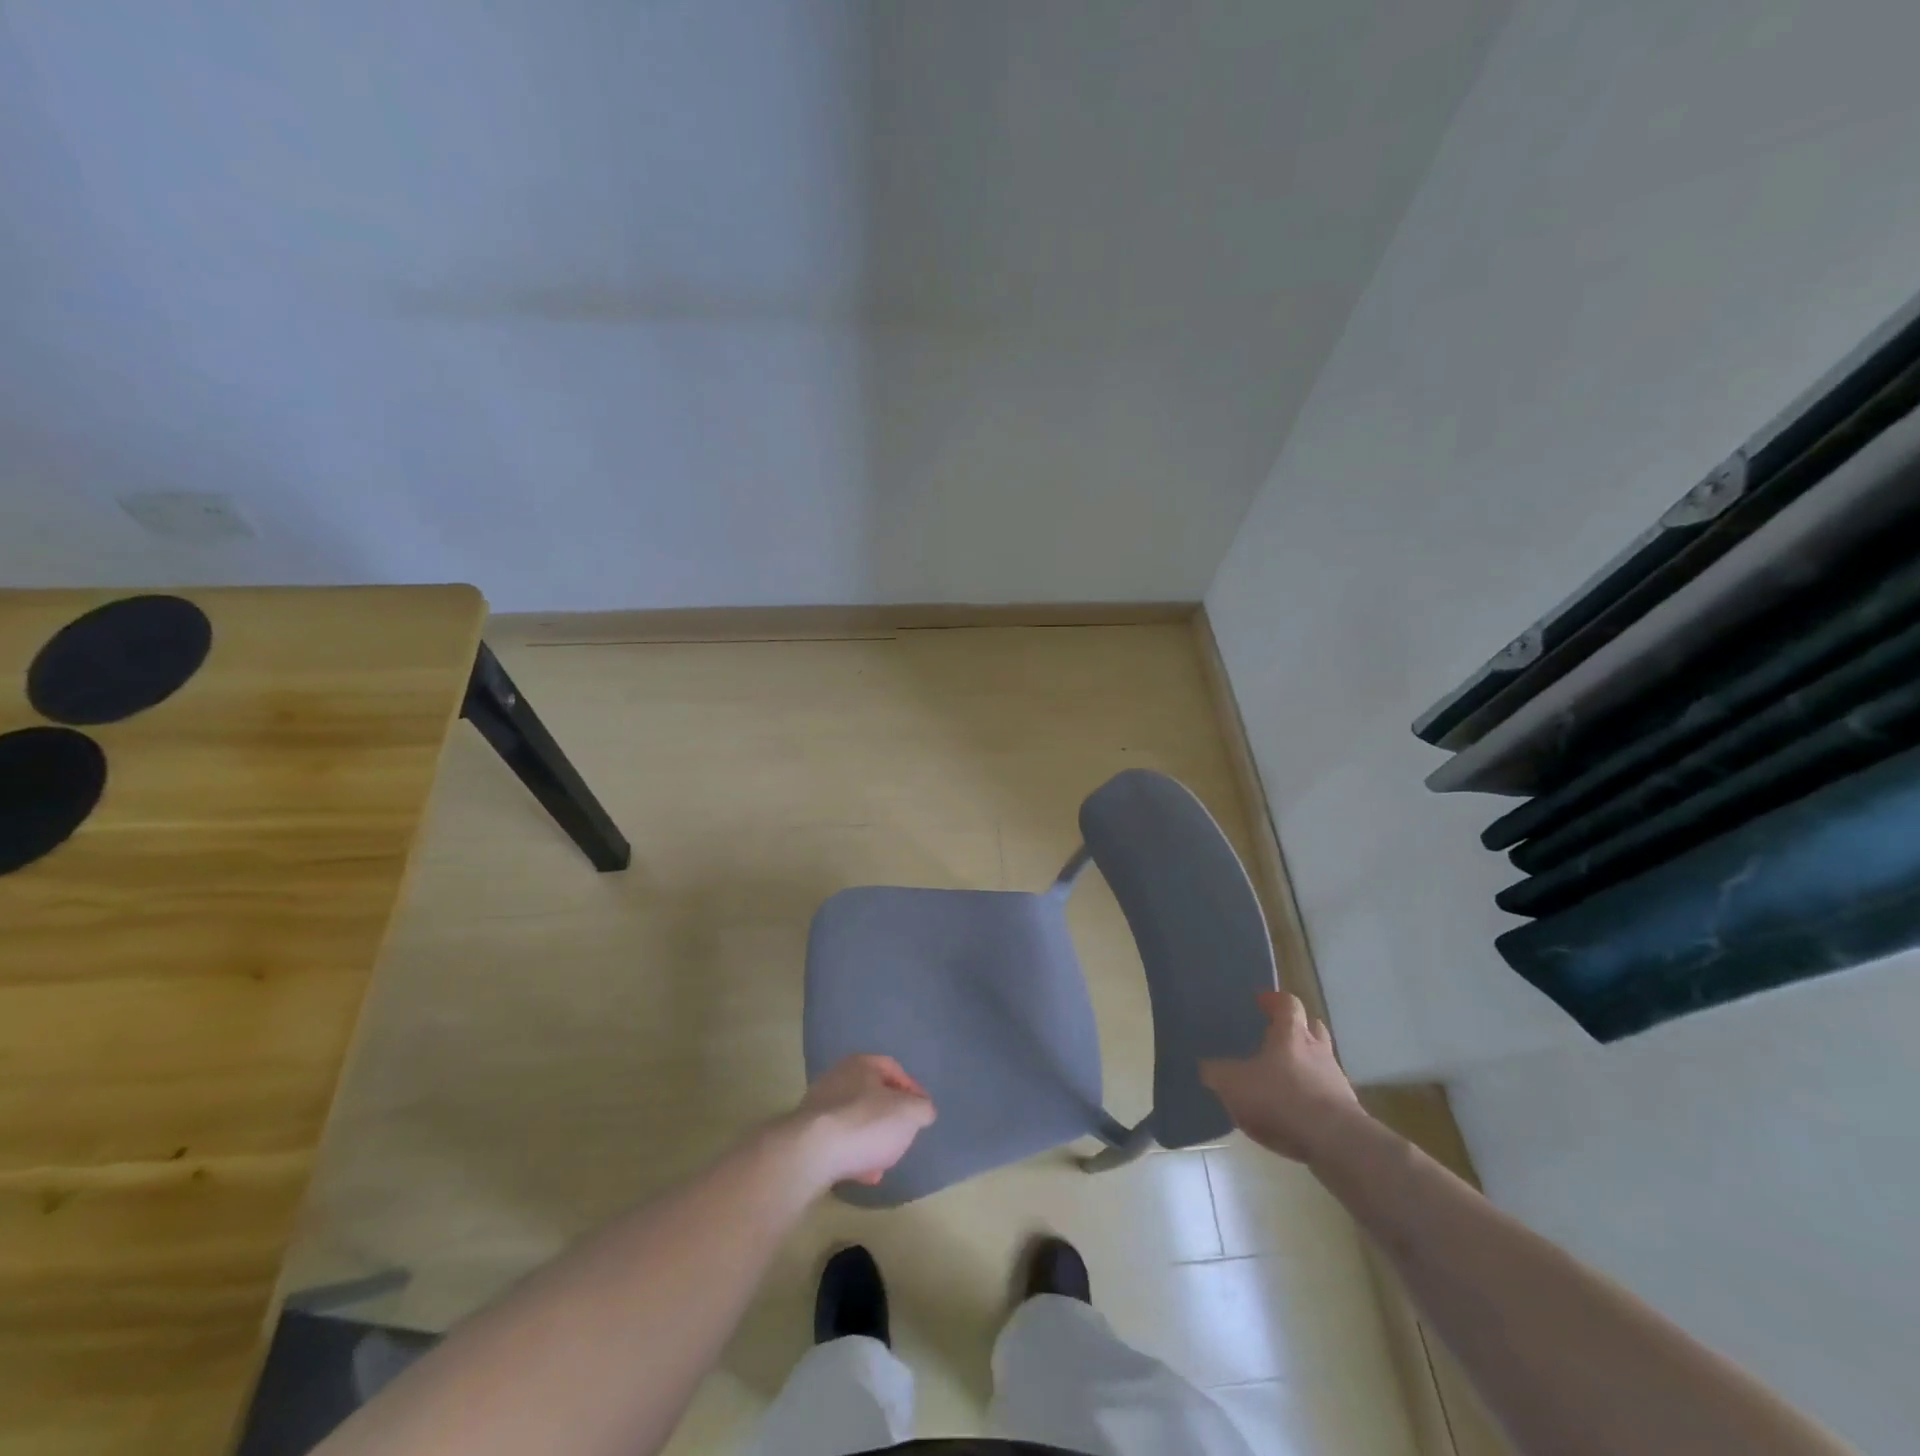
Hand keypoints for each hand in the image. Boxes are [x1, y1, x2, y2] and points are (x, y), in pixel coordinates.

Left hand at [783, 1054, 936, 1189]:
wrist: (811, 1153)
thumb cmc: (866, 1123)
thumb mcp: (909, 1114)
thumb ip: (922, 1109)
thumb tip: (923, 1110)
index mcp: (862, 1064)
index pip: (893, 1068)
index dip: (912, 1089)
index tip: (923, 1112)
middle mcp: (838, 1078)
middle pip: (872, 1095)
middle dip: (890, 1117)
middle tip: (903, 1136)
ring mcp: (819, 1107)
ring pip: (855, 1120)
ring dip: (872, 1140)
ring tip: (884, 1163)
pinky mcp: (807, 1136)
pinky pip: (838, 1142)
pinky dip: (854, 1155)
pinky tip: (864, 1175)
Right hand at [1200, 992, 1365, 1163]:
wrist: (1334, 1142)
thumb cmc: (1281, 1098)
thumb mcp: (1234, 1083)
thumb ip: (1217, 1073)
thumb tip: (1207, 1068)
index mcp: (1292, 1034)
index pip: (1288, 1003)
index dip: (1275, 1000)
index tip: (1261, 1001)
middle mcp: (1318, 1051)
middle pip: (1313, 1028)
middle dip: (1298, 1029)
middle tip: (1278, 1036)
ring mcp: (1336, 1081)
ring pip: (1322, 1062)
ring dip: (1306, 1066)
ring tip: (1284, 1079)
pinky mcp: (1346, 1111)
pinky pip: (1326, 1095)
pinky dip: (1311, 1098)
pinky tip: (1295, 1114)